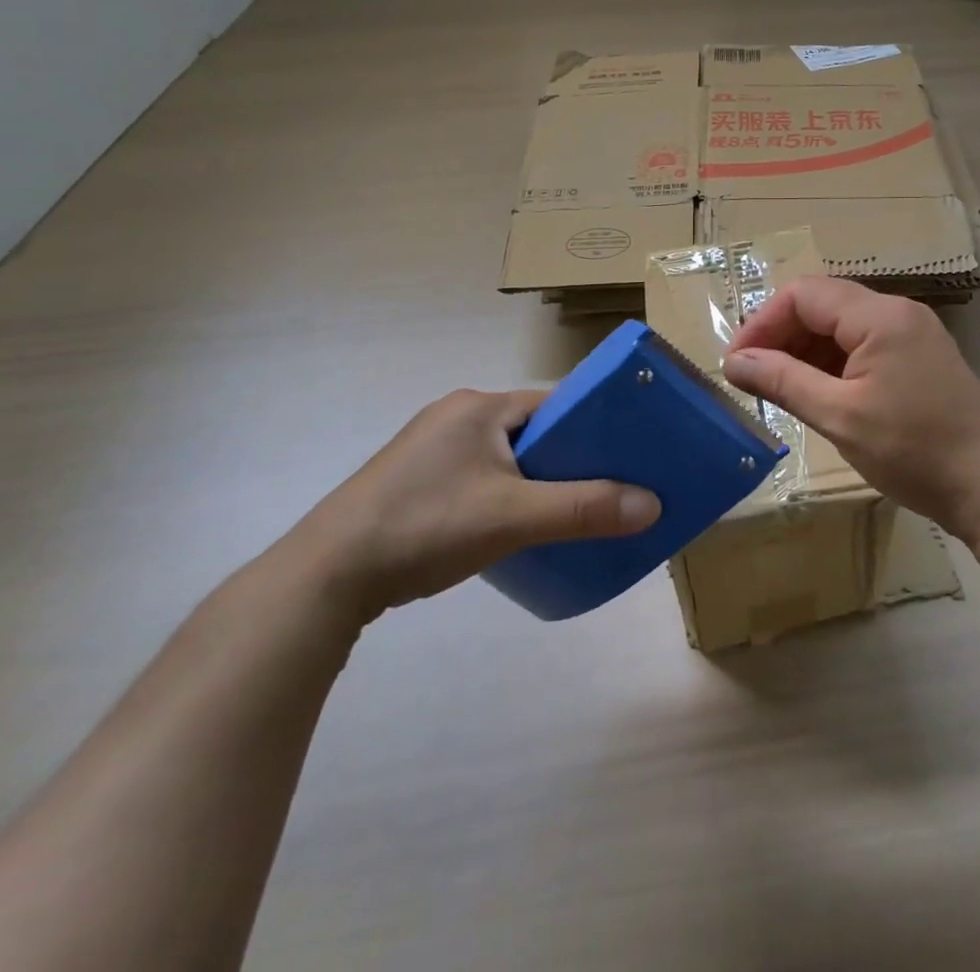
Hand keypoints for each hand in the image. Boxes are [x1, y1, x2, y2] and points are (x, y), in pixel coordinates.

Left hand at [287, 388, 660, 623]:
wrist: (327, 576)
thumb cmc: (426, 526)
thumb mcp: (513, 518)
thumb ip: (584, 509)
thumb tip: (653, 505)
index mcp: (479, 405)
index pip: (556, 404)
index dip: (594, 428)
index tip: (626, 458)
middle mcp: (456, 414)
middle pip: (533, 430)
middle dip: (567, 459)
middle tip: (603, 492)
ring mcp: (431, 447)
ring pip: (505, 456)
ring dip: (535, 480)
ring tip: (564, 514)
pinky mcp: (414, 479)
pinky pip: (478, 476)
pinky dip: (503, 494)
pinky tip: (512, 527)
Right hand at [723, 278, 979, 553]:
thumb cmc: (914, 451)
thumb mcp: (839, 417)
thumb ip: (783, 381)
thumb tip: (734, 362)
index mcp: (880, 316)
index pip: (804, 295)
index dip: (763, 323)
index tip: (737, 363)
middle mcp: (897, 312)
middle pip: (822, 305)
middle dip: (782, 336)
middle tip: (754, 379)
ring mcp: (912, 333)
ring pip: (841, 325)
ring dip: (805, 351)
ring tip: (779, 390)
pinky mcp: (918, 357)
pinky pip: (863, 344)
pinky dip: (832, 363)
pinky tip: (817, 393)